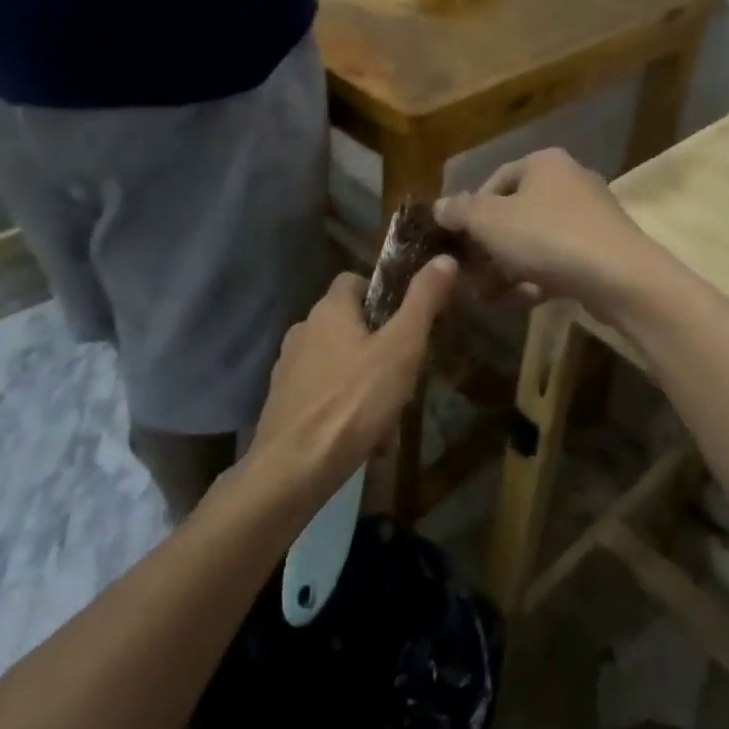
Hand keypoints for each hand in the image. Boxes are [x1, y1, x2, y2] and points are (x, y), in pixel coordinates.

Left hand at [248, 262, 457, 495]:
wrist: (293, 469)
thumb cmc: (353, 401)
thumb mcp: (401, 348)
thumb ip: (423, 302)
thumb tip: (445, 258)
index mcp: (329, 310)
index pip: (354, 280)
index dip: (382, 294)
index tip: (406, 321)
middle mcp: (303, 330)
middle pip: (349, 325)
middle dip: (379, 347)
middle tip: (406, 375)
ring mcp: (288, 369)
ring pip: (338, 363)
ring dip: (365, 382)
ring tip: (389, 415)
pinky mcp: (283, 403)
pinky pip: (324, 395)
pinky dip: (345, 408)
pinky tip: (364, 439)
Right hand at [435, 149, 663, 313]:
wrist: (619, 276)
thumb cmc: (547, 236)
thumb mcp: (490, 221)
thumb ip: (460, 212)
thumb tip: (439, 207)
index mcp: (544, 163)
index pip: (494, 181)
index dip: (470, 212)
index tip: (457, 243)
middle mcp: (569, 182)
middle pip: (514, 215)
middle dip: (488, 250)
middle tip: (469, 277)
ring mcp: (590, 217)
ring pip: (535, 242)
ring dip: (507, 270)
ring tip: (488, 298)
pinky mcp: (602, 249)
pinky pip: (559, 260)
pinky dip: (538, 278)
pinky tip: (524, 300)